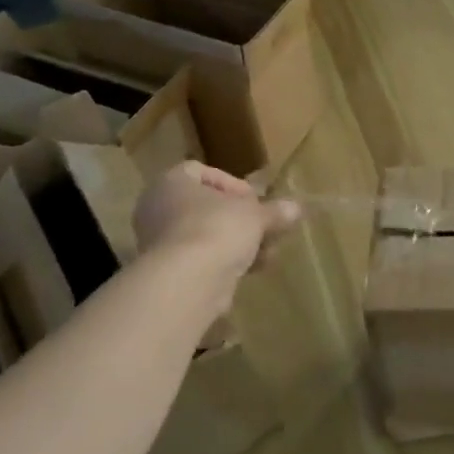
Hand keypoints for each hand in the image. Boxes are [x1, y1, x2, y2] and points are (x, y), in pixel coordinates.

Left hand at [132, 161, 301, 280]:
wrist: (188, 281)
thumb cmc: (218, 229)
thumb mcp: (256, 215)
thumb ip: (275, 211)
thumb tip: (295, 208)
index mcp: (172, 182)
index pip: (202, 172)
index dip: (234, 185)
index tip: (255, 201)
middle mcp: (158, 208)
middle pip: (207, 207)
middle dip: (241, 220)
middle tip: (265, 229)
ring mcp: (158, 242)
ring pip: (206, 235)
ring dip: (238, 243)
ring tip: (266, 255)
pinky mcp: (166, 272)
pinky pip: (201, 260)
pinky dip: (225, 263)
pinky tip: (251, 271)